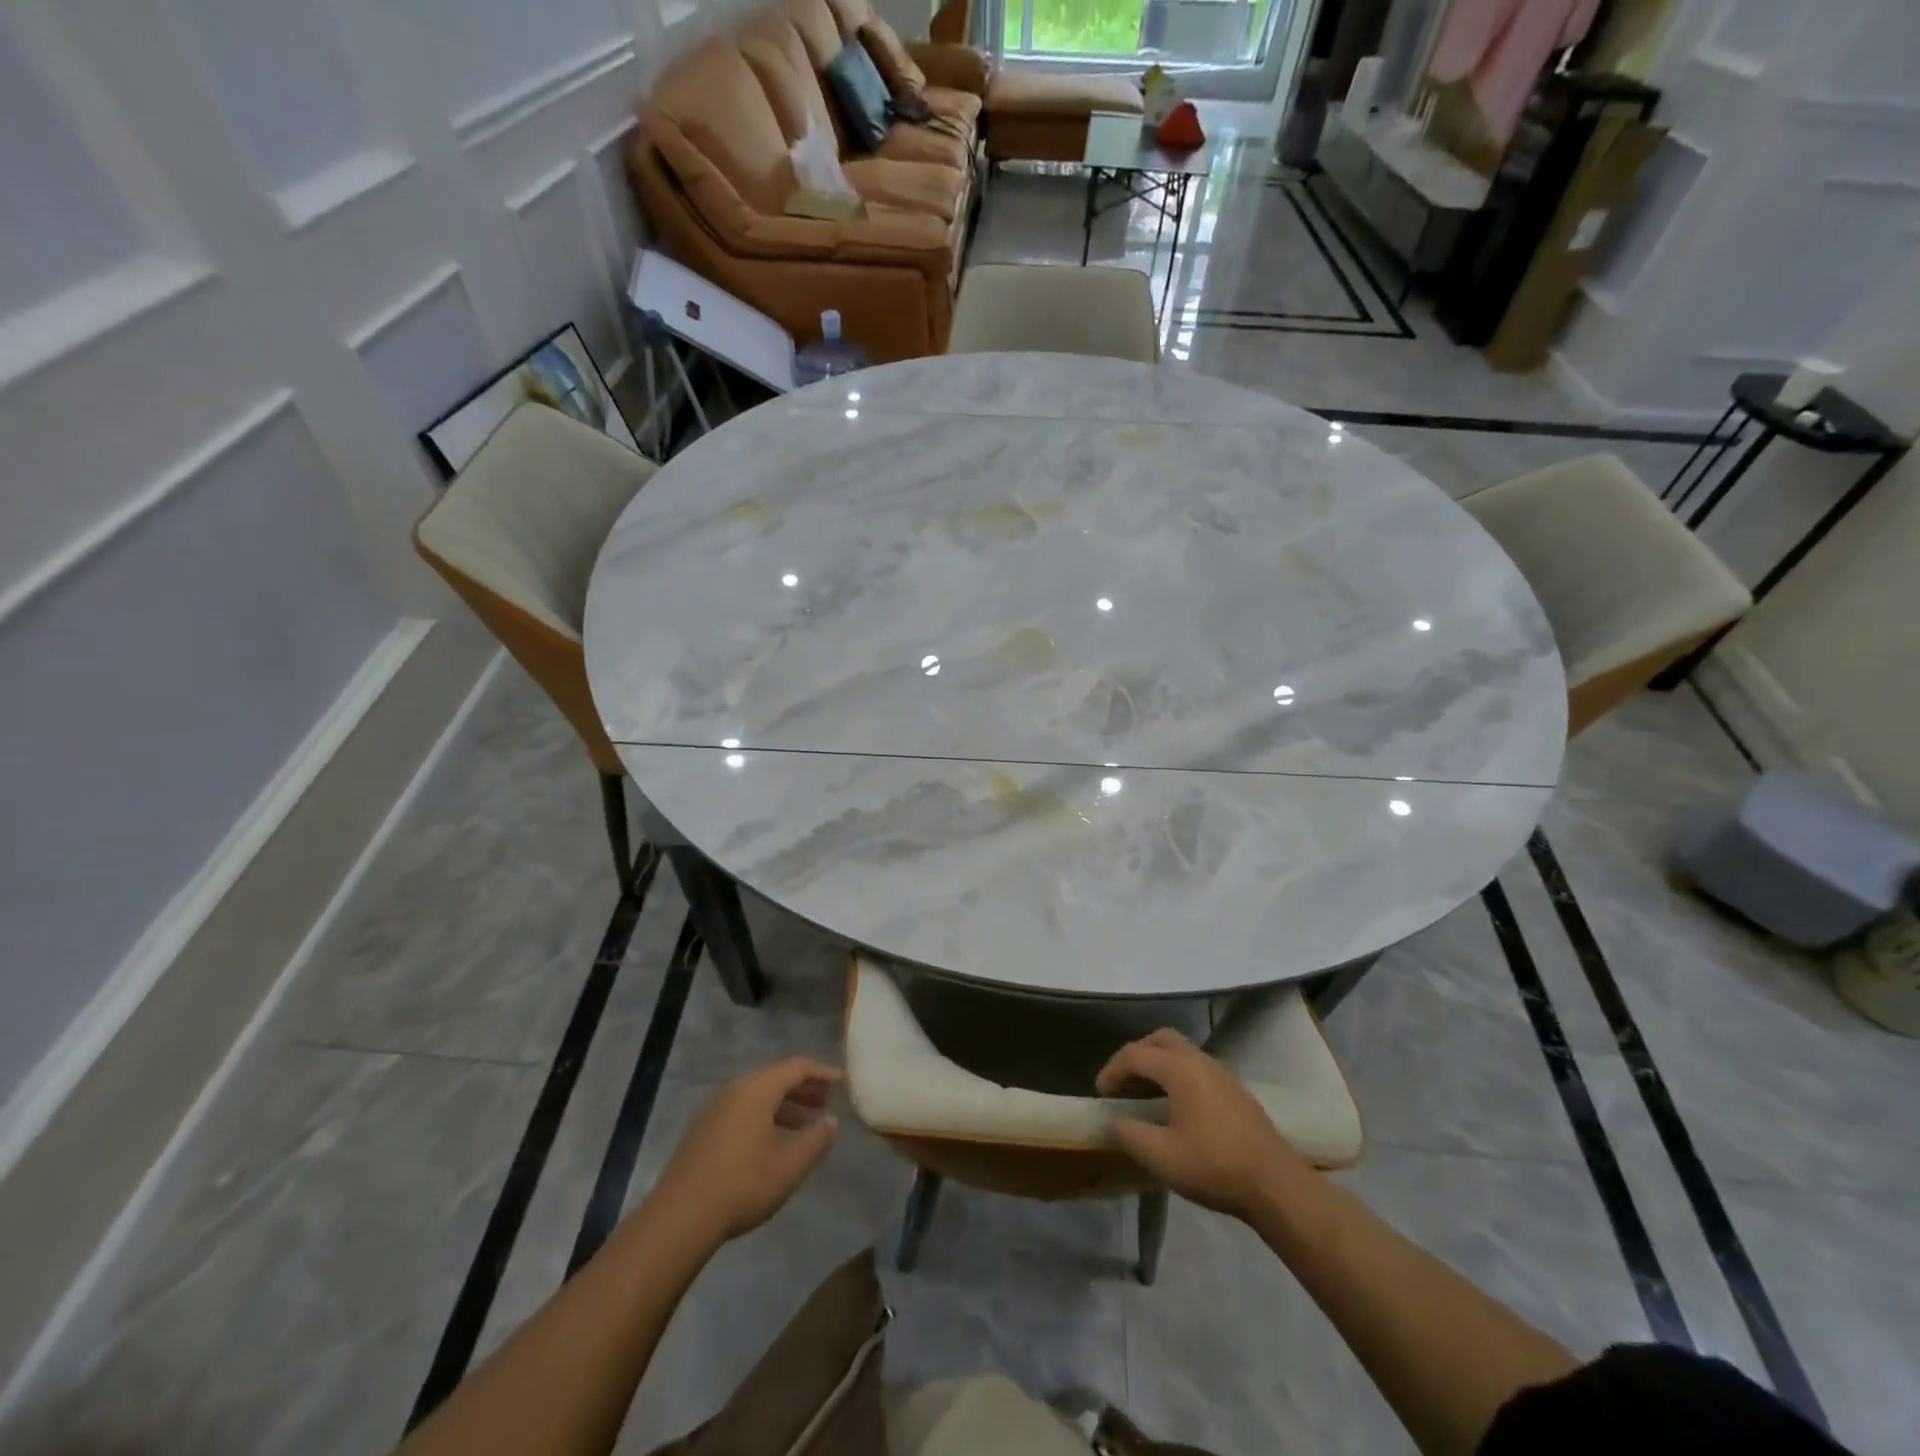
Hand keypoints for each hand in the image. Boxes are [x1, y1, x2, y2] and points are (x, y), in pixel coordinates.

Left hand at [652, 1058, 841, 1240]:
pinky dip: (766, 1115)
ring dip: (785, 1104)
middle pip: (776, 1077)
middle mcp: (736, 1090)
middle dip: (804, 1087)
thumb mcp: (789, 1166)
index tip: (842, 1083)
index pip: (797, 1067)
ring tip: (806, 1124)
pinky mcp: (704, 1129)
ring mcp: (716, 1109)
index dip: (822, 1073)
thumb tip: (831, 1121)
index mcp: (757, 1089)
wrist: (679, 1217)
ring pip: (759, 1095)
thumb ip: (816, 1140)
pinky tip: (774, 1141)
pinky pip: (743, 1109)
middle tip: (826, 1101)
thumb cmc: (742, 1185)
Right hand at [1097, 1029, 1310, 1220]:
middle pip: (1161, 1039)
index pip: (1136, 1054)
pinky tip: (1176, 1108)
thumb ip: (1129, 1134)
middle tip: (1123, 1082)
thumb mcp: (1162, 1157)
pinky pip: (1197, 1068)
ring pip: (1182, 1052)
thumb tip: (1111, 1120)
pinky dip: (1178, 1075)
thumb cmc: (1215, 1167)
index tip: (1101, 1095)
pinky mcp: (1236, 1091)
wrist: (1277, 1186)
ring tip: (1145, 1096)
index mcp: (1181, 1069)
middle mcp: (1201, 1061)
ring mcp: (1222, 1074)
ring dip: (1159, 1064)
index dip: (1113, 1070)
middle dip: (1137, 1055)